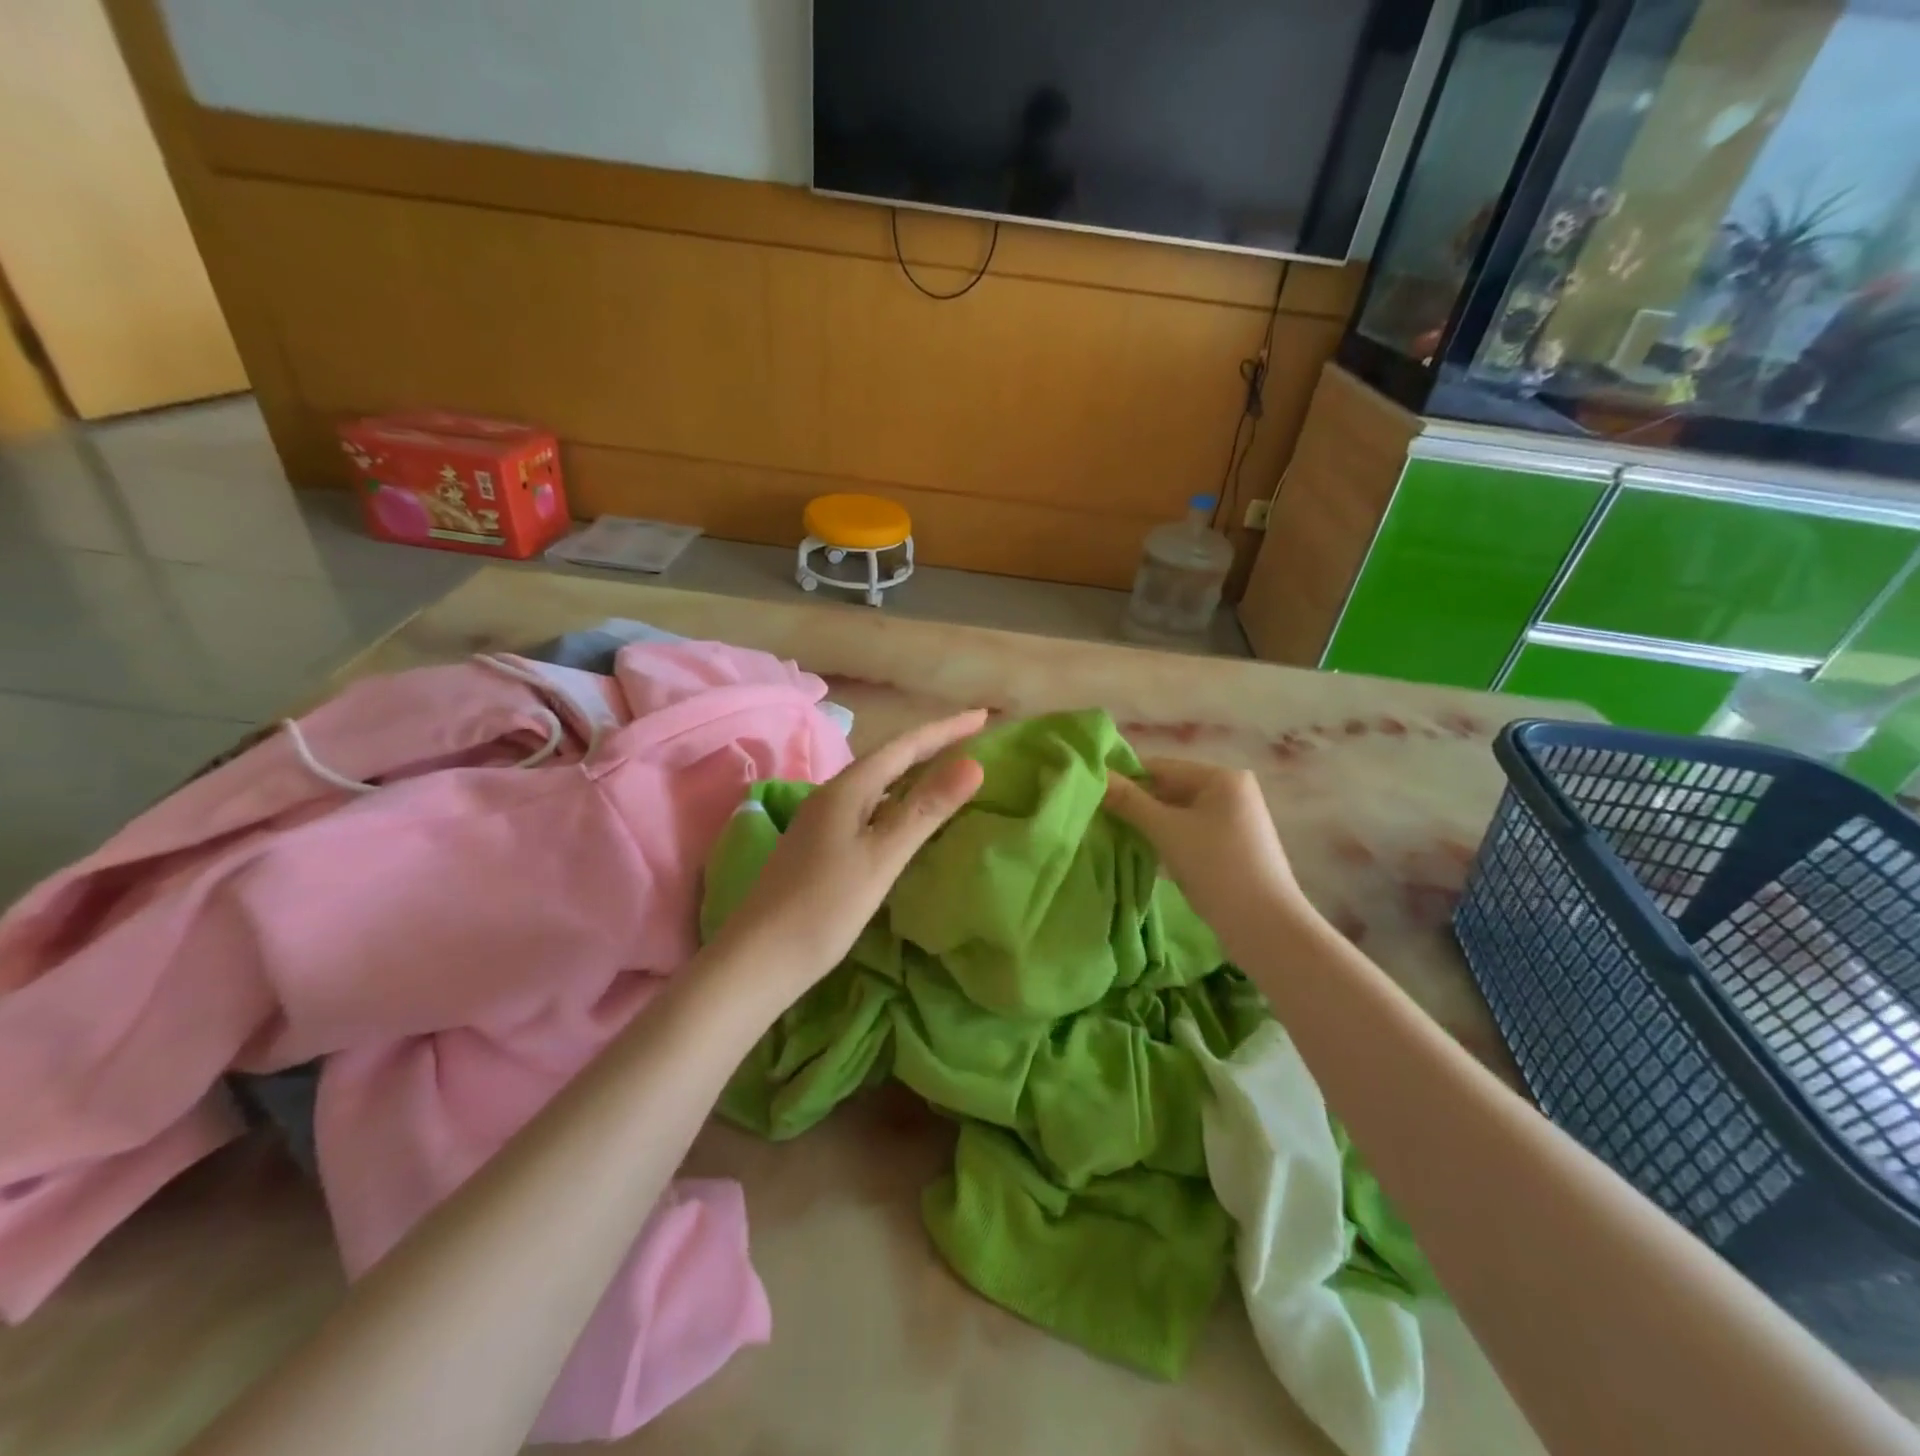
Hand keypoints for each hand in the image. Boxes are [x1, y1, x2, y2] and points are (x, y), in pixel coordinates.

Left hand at [710, 709, 987, 1000]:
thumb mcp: (882, 857)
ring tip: (946, 769)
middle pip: (889, 759)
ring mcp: (822, 821)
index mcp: (847, 790)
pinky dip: (897, 800)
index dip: (945, 730)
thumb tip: (974, 764)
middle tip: (971, 737)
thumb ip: (926, 810)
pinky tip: (905, 816)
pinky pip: (868, 807)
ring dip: (913, 771)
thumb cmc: (824, 907)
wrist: (757, 960)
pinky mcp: (820, 846)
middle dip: (931, 745)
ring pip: (877, 784)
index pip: (905, 746)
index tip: (984, 716)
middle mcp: (832, 796)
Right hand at [1103, 757, 1310, 953]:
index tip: (1090, 793)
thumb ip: (1129, 801)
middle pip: (1169, 789)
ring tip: (1111, 834)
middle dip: (1135, 804)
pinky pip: (1187, 832)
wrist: (1265, 926)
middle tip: (1096, 816)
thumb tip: (1096, 776)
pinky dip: (1164, 839)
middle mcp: (1230, 791)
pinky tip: (1140, 851)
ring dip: (1147, 824)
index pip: (1160, 767)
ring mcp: (1232, 821)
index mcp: (1221, 777)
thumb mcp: (1167, 831)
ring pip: (1176, 814)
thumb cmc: (1217, 868)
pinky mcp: (1230, 847)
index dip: (1124, 778)